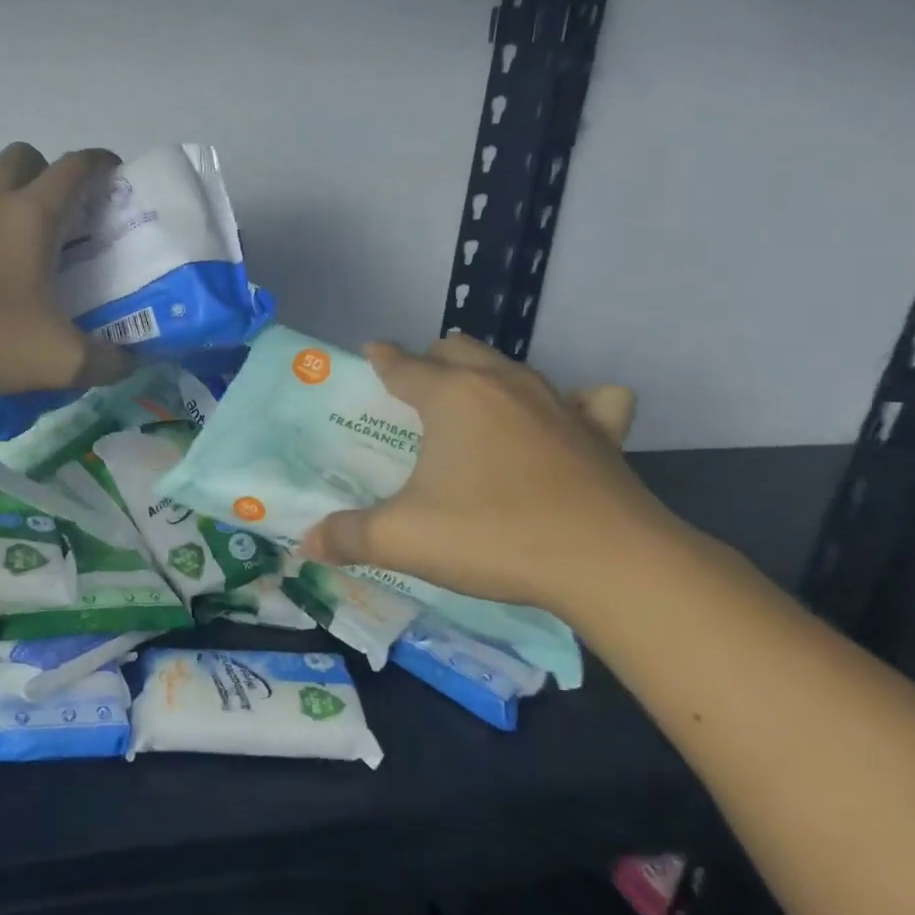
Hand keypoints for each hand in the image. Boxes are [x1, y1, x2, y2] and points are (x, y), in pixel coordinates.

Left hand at [0, 143, 136, 394]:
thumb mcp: (59, 361)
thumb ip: (106, 362)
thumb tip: (130, 363)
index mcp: (30, 216)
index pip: (72, 168)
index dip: (98, 163)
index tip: (113, 172)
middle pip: (22, 157)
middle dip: (46, 171)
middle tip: (60, 213)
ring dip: (5, 195)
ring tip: (16, 241)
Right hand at [299, 335, 679, 616]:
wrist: (608, 564)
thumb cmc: (493, 535)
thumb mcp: (404, 539)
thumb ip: (348, 536)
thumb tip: (306, 542)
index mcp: (452, 397)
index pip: (405, 365)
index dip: (383, 358)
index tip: (371, 352)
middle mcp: (502, 385)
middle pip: (459, 350)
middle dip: (433, 359)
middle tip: (417, 387)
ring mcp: (558, 404)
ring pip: (512, 367)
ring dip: (487, 374)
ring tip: (474, 401)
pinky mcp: (600, 433)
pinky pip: (590, 400)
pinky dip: (575, 403)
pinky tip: (569, 419)